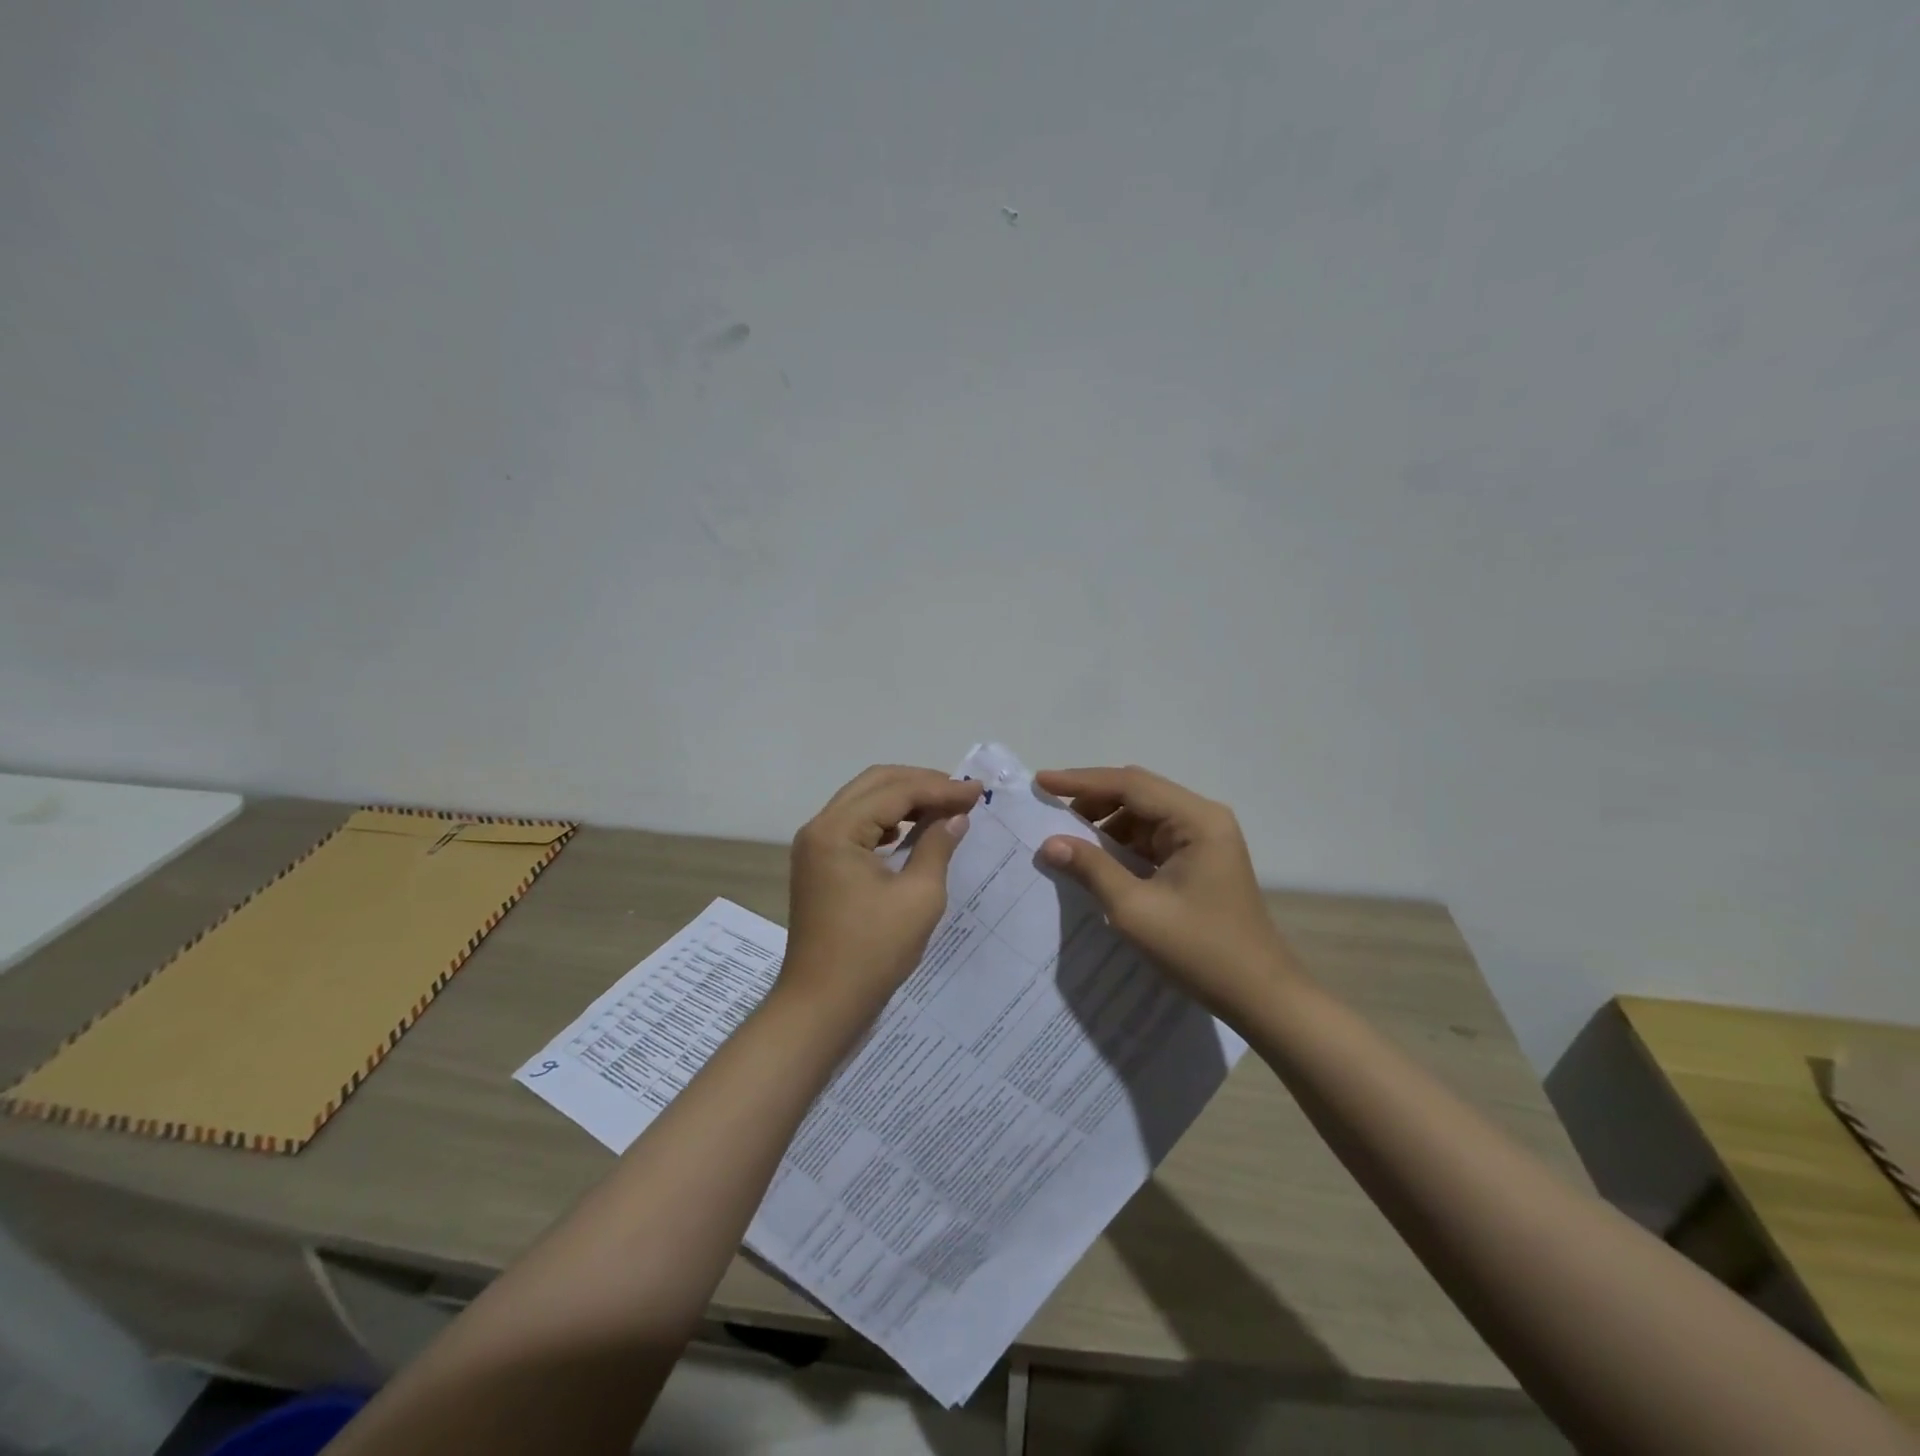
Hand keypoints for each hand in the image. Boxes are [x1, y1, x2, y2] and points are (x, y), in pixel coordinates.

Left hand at [782, 765, 982, 1015]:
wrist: (822, 1005)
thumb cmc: (872, 952)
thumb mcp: (918, 897)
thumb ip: (937, 846)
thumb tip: (956, 816)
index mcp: (837, 829)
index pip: (896, 791)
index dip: (940, 788)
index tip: (978, 791)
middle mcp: (820, 827)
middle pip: (875, 784)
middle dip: (921, 783)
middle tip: (962, 793)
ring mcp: (815, 846)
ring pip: (864, 801)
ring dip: (904, 799)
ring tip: (944, 808)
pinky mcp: (819, 865)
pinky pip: (856, 825)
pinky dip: (887, 821)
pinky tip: (912, 832)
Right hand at [1036, 765, 1300, 1021]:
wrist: (1259, 995)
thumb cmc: (1200, 950)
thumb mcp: (1135, 910)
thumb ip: (1091, 869)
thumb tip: (1050, 843)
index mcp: (1196, 820)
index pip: (1130, 784)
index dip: (1081, 782)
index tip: (1040, 782)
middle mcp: (1203, 818)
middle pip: (1138, 793)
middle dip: (1092, 801)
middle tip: (1049, 812)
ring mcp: (1204, 839)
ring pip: (1143, 815)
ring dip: (1106, 824)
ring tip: (1067, 840)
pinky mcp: (1199, 860)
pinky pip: (1152, 838)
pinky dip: (1122, 844)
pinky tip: (1097, 860)